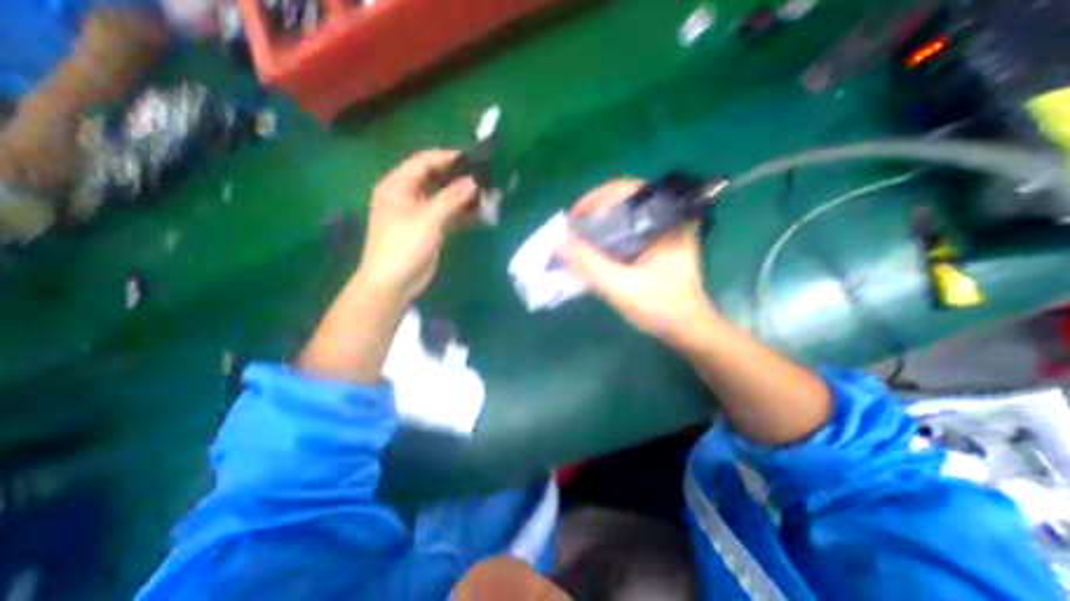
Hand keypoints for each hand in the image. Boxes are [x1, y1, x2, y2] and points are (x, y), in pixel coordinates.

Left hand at [354, 147, 476, 301]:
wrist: (394, 283)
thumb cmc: (404, 246)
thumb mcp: (427, 219)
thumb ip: (451, 198)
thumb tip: (474, 182)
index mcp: (397, 185)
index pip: (423, 162)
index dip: (447, 157)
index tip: (473, 159)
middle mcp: (406, 195)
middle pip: (435, 179)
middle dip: (458, 178)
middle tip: (483, 178)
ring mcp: (418, 213)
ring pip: (443, 198)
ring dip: (463, 197)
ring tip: (486, 195)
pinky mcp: (428, 229)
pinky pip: (447, 215)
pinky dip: (461, 213)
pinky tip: (479, 213)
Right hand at [552, 177, 717, 341]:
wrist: (689, 329)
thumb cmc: (660, 307)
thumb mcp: (620, 286)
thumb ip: (588, 263)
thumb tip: (558, 241)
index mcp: (664, 220)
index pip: (626, 188)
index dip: (594, 199)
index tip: (574, 218)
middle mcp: (666, 218)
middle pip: (623, 200)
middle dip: (594, 212)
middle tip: (574, 230)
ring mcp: (664, 231)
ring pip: (625, 216)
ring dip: (601, 224)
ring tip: (580, 239)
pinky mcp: (659, 245)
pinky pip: (629, 230)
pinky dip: (610, 236)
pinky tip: (597, 251)